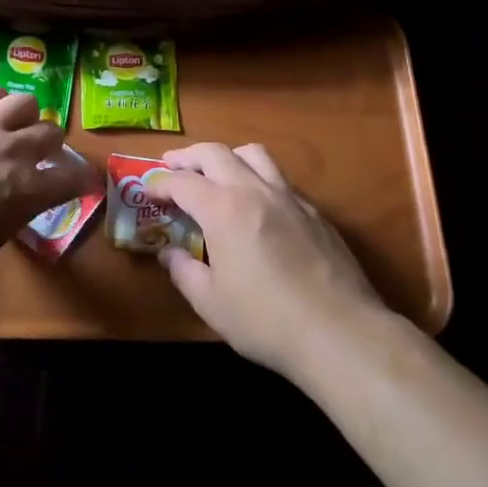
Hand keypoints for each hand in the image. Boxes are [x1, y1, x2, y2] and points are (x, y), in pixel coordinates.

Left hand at [0, 86, 96, 275]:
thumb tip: (16, 201)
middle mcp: (13, 150)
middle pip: (53, 132)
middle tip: (41, 156)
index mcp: (26, 191)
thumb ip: (11, 215)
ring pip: (25, 101)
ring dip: (25, 117)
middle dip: (52, 146)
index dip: (85, 179)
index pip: (74, 177)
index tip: (86, 182)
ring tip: (13, 126)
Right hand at [149, 142, 389, 380]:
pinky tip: (256, 206)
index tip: (147, 190)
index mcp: (223, 209)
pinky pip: (279, 179)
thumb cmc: (266, 321)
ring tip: (216, 174)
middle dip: (188, 156)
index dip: (159, 182)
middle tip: (172, 167)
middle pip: (215, 153)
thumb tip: (168, 252)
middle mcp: (254, 190)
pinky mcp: (314, 212)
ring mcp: (289, 197)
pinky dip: (258, 179)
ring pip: (253, 154)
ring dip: (227, 156)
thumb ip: (183, 271)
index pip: (182, 181)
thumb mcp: (210, 303)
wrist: (340, 334)